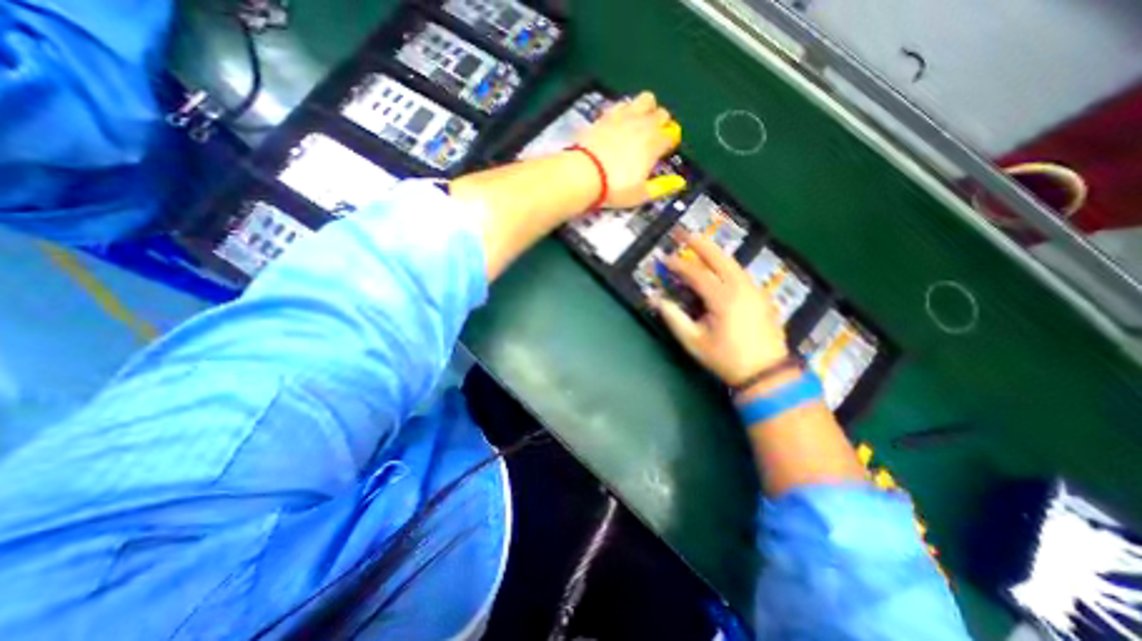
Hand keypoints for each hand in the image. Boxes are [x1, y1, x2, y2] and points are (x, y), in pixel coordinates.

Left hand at [577, 91, 681, 206]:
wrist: (584, 173)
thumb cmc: (615, 187)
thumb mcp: (640, 194)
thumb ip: (661, 187)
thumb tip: (679, 182)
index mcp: (655, 144)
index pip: (671, 136)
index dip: (670, 143)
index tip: (663, 153)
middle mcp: (643, 125)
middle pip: (662, 114)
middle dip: (662, 124)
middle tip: (652, 140)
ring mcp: (624, 117)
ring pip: (646, 99)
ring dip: (647, 109)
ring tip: (639, 124)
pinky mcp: (607, 115)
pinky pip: (623, 103)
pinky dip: (626, 109)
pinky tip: (620, 122)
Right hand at [656, 233, 792, 385]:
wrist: (766, 372)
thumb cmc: (725, 358)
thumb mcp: (693, 341)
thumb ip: (673, 317)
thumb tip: (654, 299)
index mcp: (723, 298)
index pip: (696, 273)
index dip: (678, 264)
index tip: (664, 258)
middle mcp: (740, 287)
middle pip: (719, 258)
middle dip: (699, 243)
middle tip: (683, 232)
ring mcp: (754, 289)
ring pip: (732, 262)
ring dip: (714, 251)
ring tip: (698, 244)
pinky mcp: (761, 295)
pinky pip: (740, 272)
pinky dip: (726, 263)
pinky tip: (718, 266)